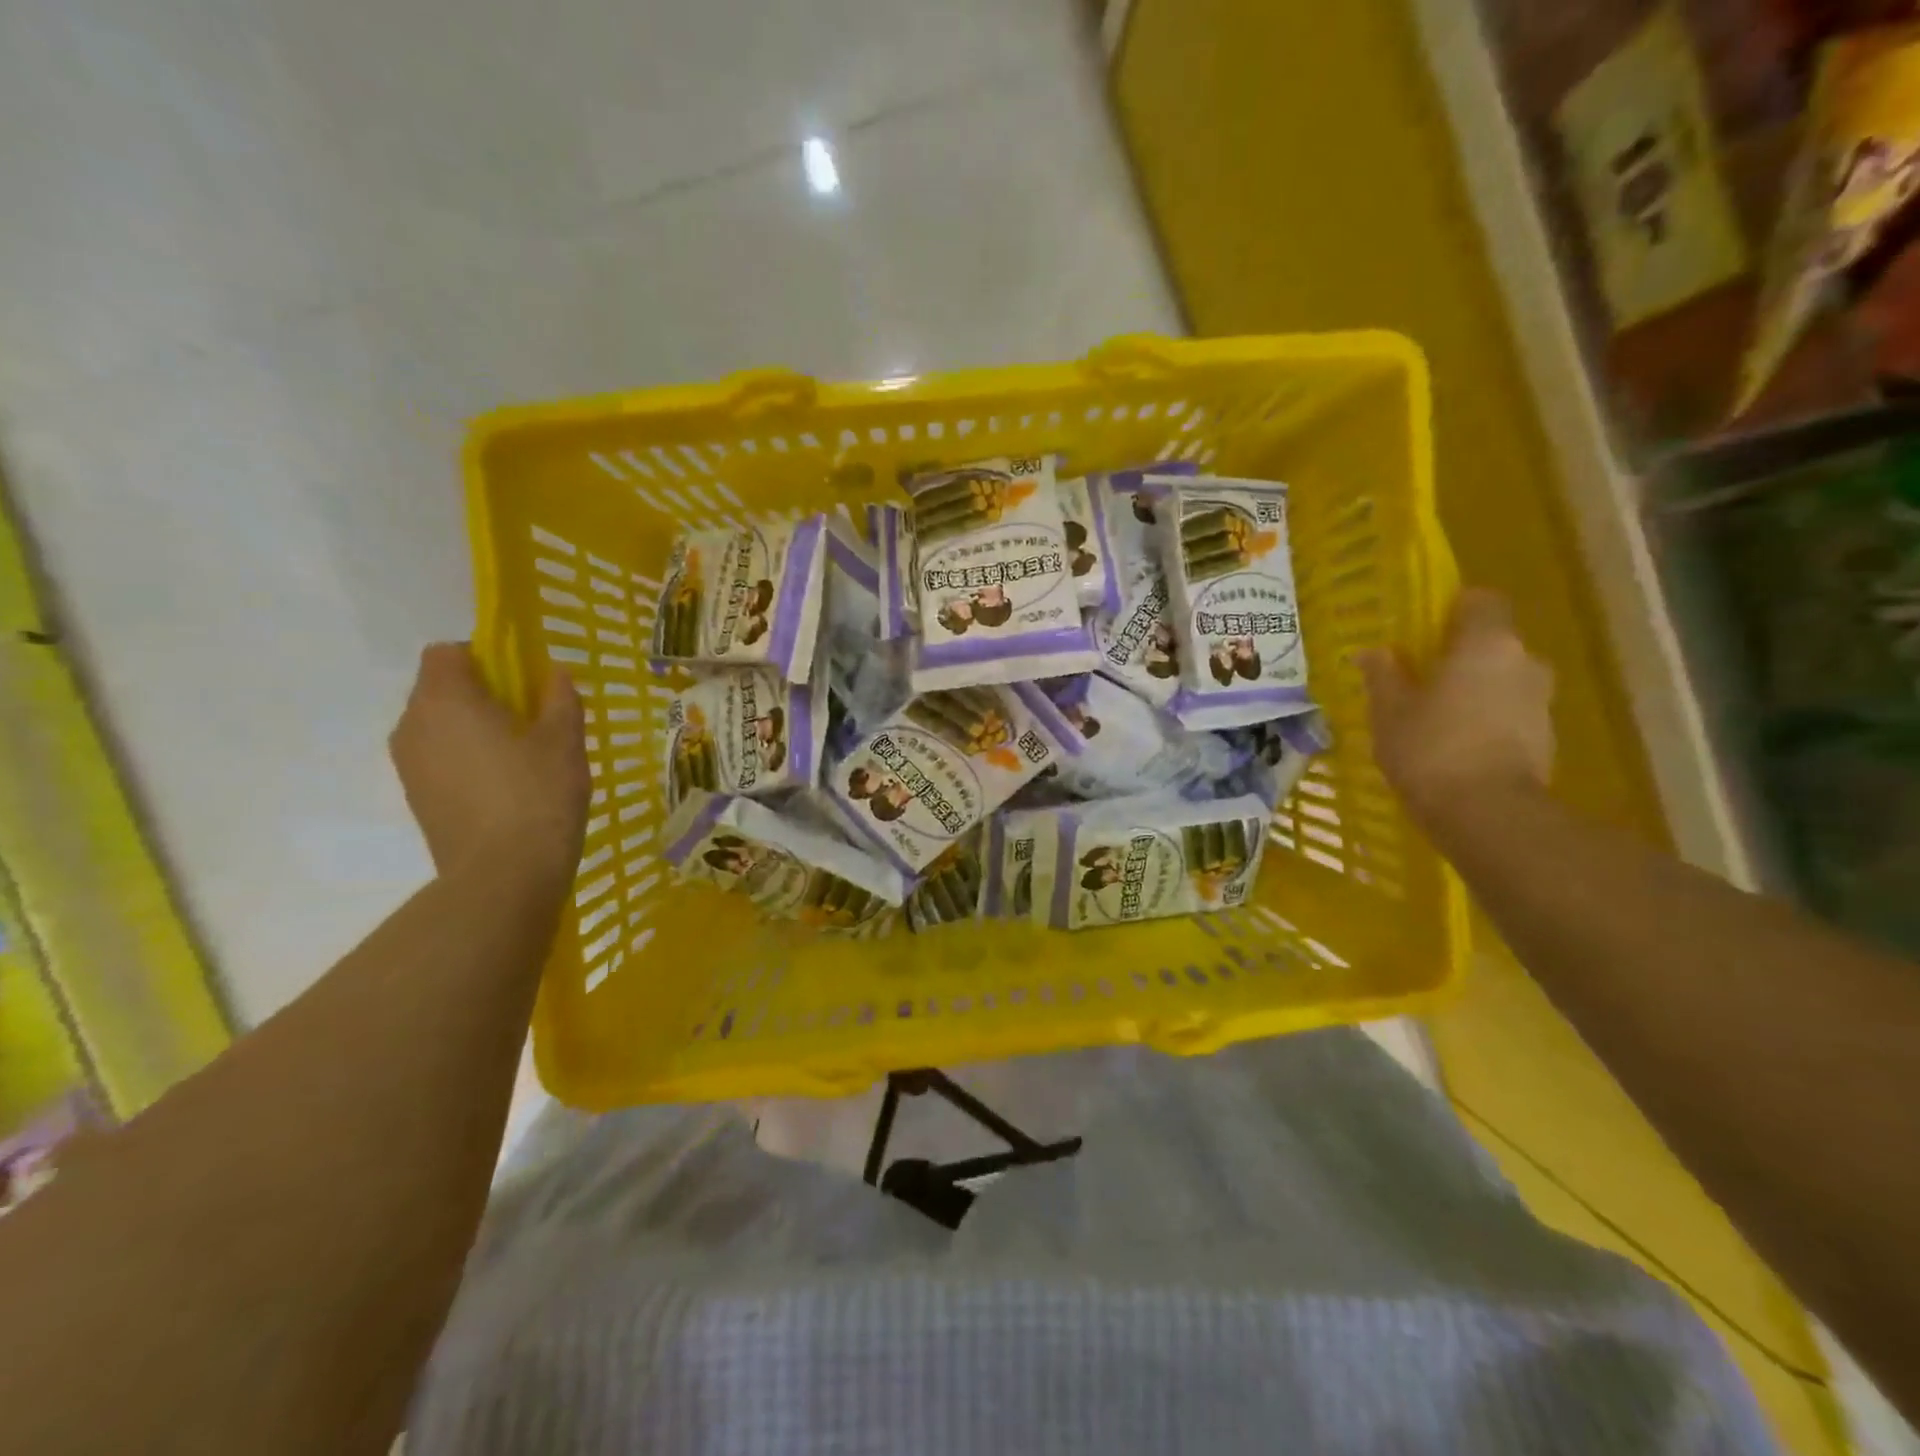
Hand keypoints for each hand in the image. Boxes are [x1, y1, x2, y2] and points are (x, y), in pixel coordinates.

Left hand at [389, 644, 588, 880]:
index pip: (447, 652)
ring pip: (440, 726)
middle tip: (532, 720)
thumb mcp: (565, 740)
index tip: (523, 682)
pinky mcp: (416, 797)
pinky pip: (439, 758)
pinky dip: (467, 759)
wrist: (503, 875)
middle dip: (483, 694)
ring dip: (474, 728)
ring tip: (522, 757)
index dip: (485, 657)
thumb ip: (559, 698)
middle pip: (441, 689)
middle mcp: (413, 724)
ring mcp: (408, 764)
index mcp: (445, 699)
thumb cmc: (537, 795)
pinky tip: (505, 787)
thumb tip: (554, 674)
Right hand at [1358, 589, 1554, 829]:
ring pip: (1502, 680)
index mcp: (1486, 644)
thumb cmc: (1430, 748)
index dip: (1453, 609)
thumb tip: (1374, 652)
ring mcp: (1540, 701)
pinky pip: (1509, 714)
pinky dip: (1486, 722)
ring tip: (1433, 719)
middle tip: (1419, 680)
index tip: (1422, 631)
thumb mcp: (1388, 710)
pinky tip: (1454, 748)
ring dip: (1473, 691)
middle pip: (1492, 643)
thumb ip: (1383, 675)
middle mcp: (1524, 662)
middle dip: (1459, 657)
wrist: (1487, 814)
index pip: (1481, 600)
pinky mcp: (1546, 738)